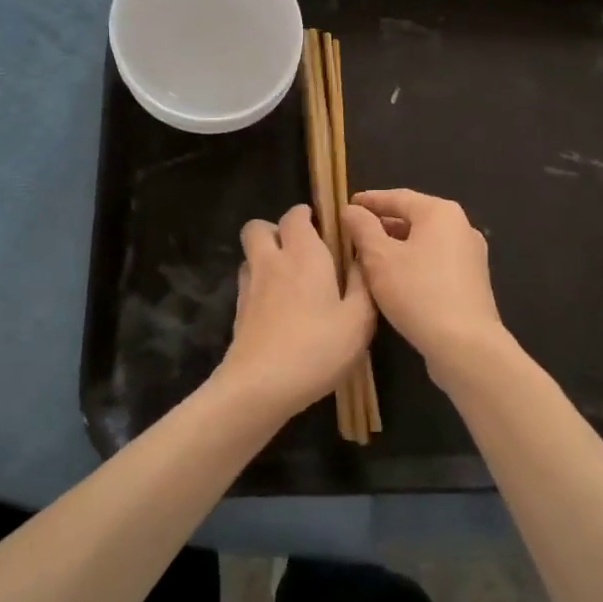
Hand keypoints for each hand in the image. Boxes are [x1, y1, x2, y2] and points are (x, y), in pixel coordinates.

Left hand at [215, 205, 373, 419]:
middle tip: (302, 250)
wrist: (260, 386)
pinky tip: (278, 308)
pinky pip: (246, 283)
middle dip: (277, 230)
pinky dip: (259, 285)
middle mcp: (272, 261)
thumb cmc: (317, 348)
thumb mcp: (359, 320)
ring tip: (289, 278)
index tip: (324, 227)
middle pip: (259, 227)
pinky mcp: (238, 312)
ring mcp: (249, 286)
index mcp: (304, 254)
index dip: (306, 215)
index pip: (295, 215)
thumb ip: (364, 284)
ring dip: (265, 256)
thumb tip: (363, 258)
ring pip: (250, 255)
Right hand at [342, 189, 506, 386]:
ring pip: (424, 242)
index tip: (347, 205)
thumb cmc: (418, 292)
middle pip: (414, 218)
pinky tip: (394, 280)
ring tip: (367, 257)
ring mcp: (470, 255)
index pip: (398, 197)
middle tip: (354, 233)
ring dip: (396, 246)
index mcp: (440, 213)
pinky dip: (413, 263)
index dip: (370, 201)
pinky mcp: (471, 282)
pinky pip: (435, 262)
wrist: (465, 345)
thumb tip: (352, 210)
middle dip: (382, 225)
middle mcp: (461, 227)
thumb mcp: (379, 258)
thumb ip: (363, 229)